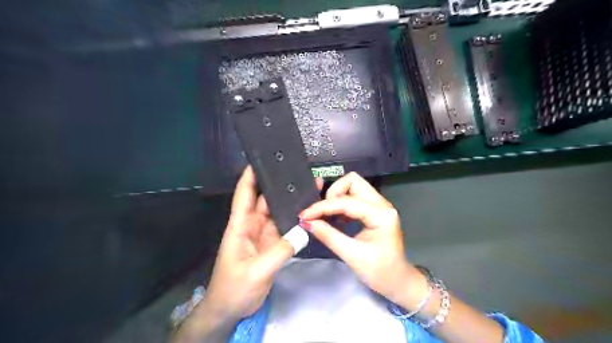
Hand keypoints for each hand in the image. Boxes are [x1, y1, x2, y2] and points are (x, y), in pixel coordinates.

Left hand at [203, 168, 322, 319]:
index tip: (261, 159)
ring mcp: (262, 235)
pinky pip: (284, 228)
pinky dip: (294, 220)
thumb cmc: (234, 289)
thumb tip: (303, 230)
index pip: (243, 195)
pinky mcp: (271, 245)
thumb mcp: (256, 271)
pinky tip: (307, 212)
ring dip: (289, 201)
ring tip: (307, 188)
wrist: (230, 310)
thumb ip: (280, 251)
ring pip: (276, 212)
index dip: (249, 176)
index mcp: (240, 226)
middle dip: (278, 185)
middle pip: (264, 200)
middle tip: (297, 171)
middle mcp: (251, 226)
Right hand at [300, 173, 425, 308]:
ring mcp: (379, 205)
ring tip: (324, 215)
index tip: (305, 216)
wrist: (398, 281)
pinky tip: (334, 218)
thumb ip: (328, 236)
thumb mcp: (352, 255)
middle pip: (352, 181)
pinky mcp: (373, 210)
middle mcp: (381, 204)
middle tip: (320, 212)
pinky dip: (341, 203)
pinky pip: (354, 197)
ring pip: (352, 186)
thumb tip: (307, 222)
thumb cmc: (380, 272)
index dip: (323, 207)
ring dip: (336, 197)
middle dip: (332, 193)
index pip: (346, 202)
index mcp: (381, 214)